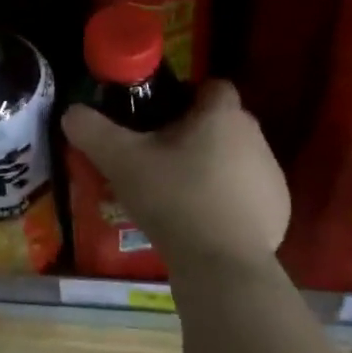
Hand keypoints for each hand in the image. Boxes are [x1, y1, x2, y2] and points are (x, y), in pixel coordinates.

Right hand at [62, 81, 291, 277]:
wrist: (222, 267)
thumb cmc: (173, 200)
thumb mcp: (120, 161)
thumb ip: (92, 130)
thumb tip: (71, 113)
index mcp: (222, 115)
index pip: (211, 85)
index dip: (186, 95)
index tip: (160, 117)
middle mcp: (255, 136)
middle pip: (222, 121)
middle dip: (195, 133)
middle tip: (160, 157)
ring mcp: (272, 174)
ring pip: (237, 156)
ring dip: (213, 165)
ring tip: (180, 192)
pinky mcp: (280, 210)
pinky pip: (249, 191)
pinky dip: (230, 198)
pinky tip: (204, 221)